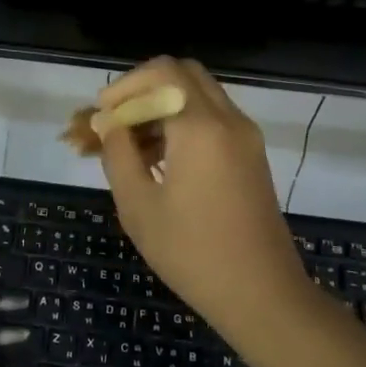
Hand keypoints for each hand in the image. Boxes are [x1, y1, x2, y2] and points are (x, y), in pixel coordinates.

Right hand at [95, 58, 309, 324]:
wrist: (262, 294)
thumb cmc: (192, 252)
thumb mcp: (138, 205)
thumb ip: (118, 154)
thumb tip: (107, 122)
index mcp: (200, 127)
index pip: (162, 72)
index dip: (125, 86)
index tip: (103, 118)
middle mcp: (228, 120)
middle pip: (183, 74)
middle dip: (144, 89)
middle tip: (118, 121)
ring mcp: (245, 137)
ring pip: (198, 96)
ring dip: (162, 107)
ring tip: (129, 147)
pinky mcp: (251, 155)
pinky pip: (212, 120)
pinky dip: (182, 124)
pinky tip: (157, 161)